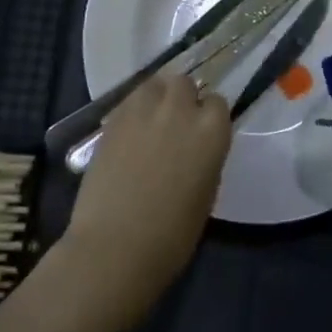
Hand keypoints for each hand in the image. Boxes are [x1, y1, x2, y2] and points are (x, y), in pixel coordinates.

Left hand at [56, 74, 230, 329]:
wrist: (115, 248)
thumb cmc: (171, 236)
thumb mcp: (206, 193)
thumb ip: (205, 157)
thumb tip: (197, 147)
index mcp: (211, 130)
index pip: (217, 102)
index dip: (209, 117)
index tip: (202, 134)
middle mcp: (180, 109)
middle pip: (184, 83)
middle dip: (182, 99)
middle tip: (175, 125)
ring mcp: (144, 110)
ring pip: (155, 84)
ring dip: (157, 97)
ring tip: (151, 121)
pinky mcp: (113, 118)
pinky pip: (130, 100)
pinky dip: (133, 109)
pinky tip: (130, 133)